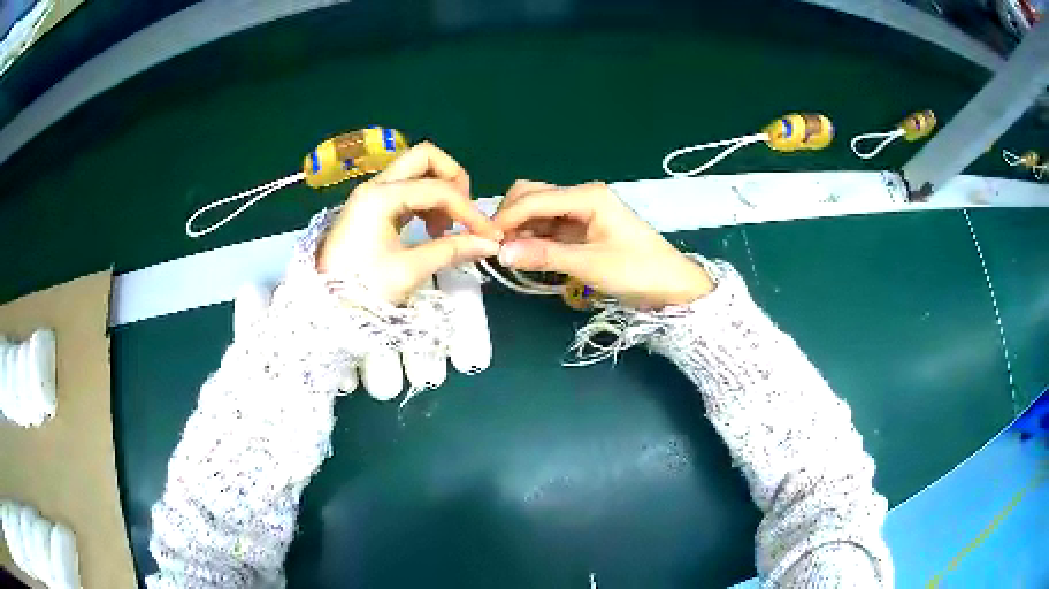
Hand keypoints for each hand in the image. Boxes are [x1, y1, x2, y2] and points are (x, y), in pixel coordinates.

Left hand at [317, 143, 502, 304]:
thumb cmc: (361, 290)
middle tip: (464, 212)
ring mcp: (371, 195)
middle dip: (453, 178)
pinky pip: (405, 189)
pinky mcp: (371, 208)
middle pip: (425, 158)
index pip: (438, 189)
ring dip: (439, 189)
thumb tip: (488, 244)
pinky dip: (425, 200)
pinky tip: (430, 227)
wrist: (323, 309)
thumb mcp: (408, 271)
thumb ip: (451, 251)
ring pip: (415, 170)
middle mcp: (375, 186)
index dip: (469, 211)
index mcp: (381, 197)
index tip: (488, 236)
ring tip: (445, 227)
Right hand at [492, 181, 712, 308]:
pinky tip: (524, 254)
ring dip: (520, 229)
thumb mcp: (591, 264)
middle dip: (511, 217)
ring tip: (506, 254)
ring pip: (539, 211)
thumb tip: (501, 253)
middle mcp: (582, 197)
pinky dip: (534, 238)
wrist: (673, 288)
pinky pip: (549, 227)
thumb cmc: (638, 271)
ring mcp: (582, 212)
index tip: (485, 241)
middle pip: (533, 196)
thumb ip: (545, 255)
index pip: (535, 199)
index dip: (507, 218)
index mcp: (588, 196)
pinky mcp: (583, 229)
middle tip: (495, 247)